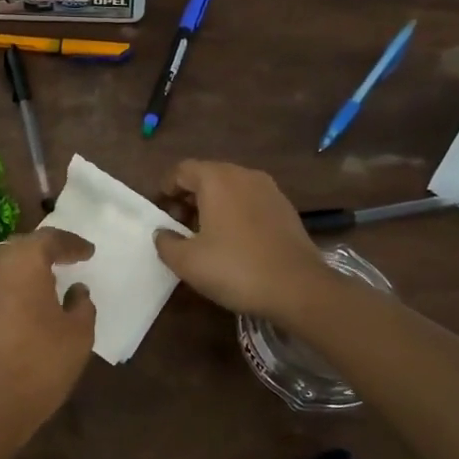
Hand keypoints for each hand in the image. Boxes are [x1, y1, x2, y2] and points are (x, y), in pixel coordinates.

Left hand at [0, 228, 95, 430]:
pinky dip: (10, 289)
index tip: (88, 253)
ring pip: (2, 266)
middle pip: (21, 247)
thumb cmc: (41, 364)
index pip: (49, 239)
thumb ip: (82, 305)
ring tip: (45, 281)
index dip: (71, 244)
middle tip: (65, 259)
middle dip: (44, 249)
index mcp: (24, 263)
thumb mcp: (78, 335)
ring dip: (24, 269)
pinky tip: (23, 306)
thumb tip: (76, 290)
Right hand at [155, 161, 332, 322]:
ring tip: (205, 235)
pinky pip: (250, 201)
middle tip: (179, 226)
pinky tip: (234, 241)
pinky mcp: (286, 209)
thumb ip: (166, 242)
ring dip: (213, 205)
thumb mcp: (187, 261)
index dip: (166, 188)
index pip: (182, 170)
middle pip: (207, 176)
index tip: (160, 212)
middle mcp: (244, 175)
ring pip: (231, 188)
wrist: (298, 288)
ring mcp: (270, 190)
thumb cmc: (235, 269)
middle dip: (189, 197)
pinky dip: (236, 213)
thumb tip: (163, 233)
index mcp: (217, 179)